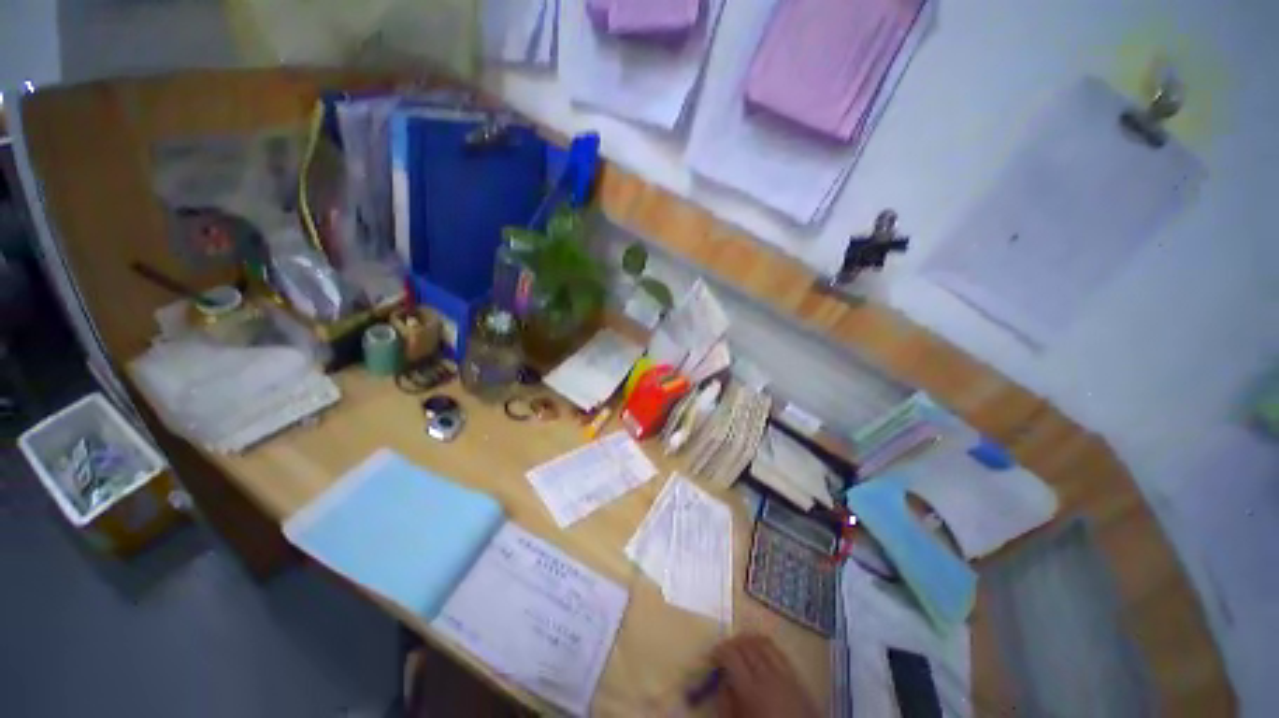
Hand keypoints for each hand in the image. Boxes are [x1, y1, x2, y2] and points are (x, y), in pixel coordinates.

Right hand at [712, 634, 818, 717]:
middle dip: (732, 642)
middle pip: (746, 645)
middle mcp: (767, 675)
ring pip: (763, 642)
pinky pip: (779, 651)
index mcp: (750, 689)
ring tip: (740, 646)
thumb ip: (725, 702)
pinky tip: (760, 652)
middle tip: (724, 649)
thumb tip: (721, 680)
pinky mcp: (797, 677)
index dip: (719, 650)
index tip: (712, 654)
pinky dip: (766, 645)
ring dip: (748, 639)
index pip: (731, 655)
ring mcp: (784, 674)